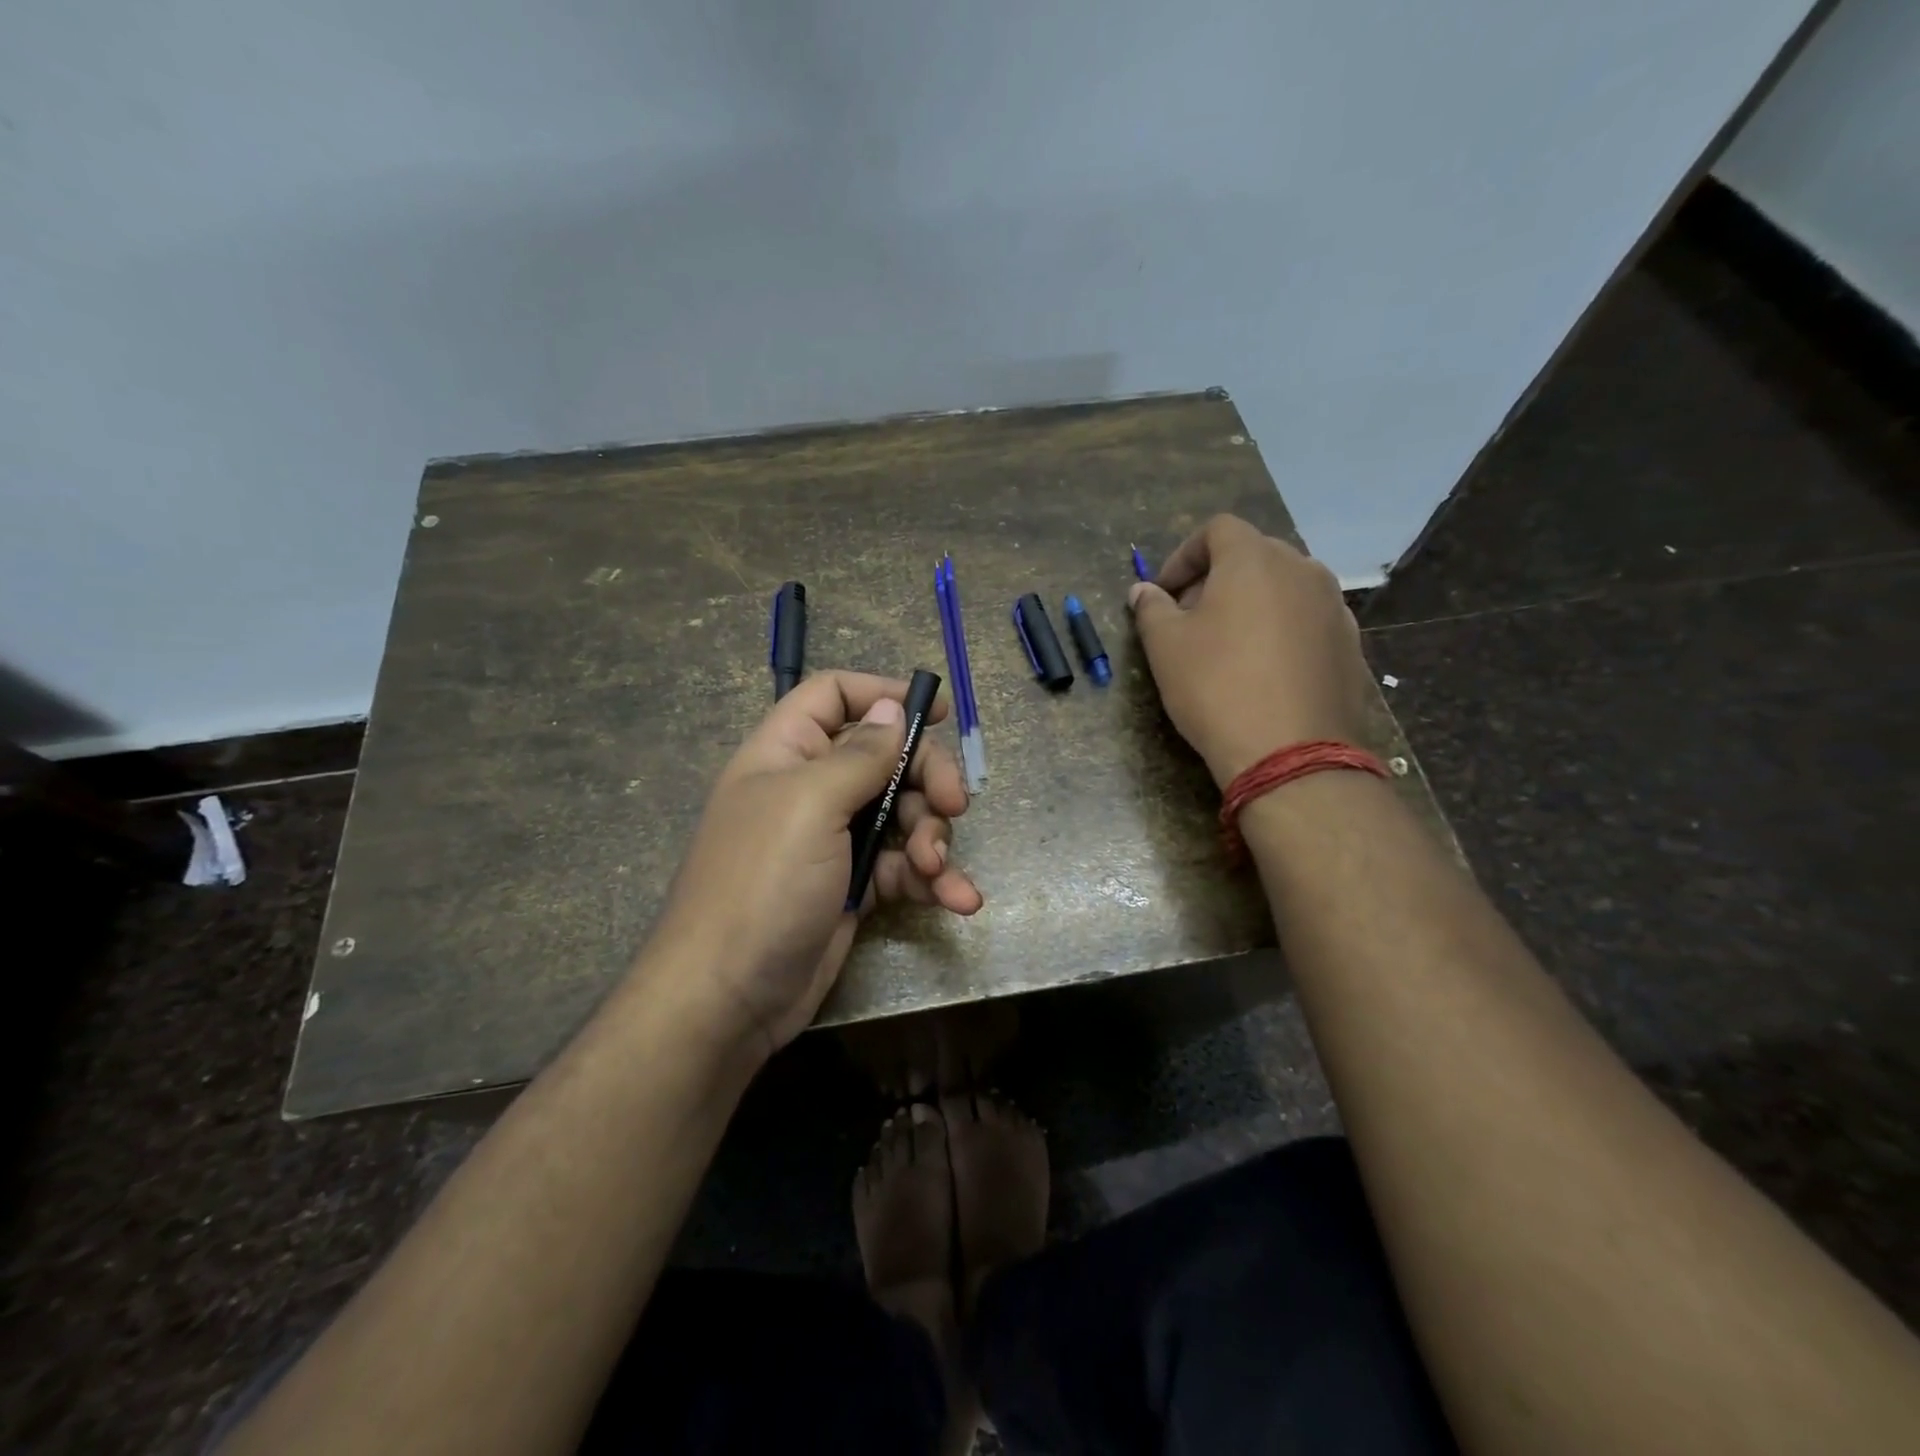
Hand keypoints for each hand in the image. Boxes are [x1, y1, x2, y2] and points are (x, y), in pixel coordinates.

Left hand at [646, 671, 982, 1057]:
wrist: (729, 999)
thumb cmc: (763, 884)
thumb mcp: (810, 805)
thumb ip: (859, 755)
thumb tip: (891, 709)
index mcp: (788, 753)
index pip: (833, 697)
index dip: (883, 695)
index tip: (936, 713)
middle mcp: (813, 788)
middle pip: (886, 757)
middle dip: (927, 778)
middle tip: (955, 804)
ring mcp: (836, 840)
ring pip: (904, 814)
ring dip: (934, 837)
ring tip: (936, 870)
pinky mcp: (857, 885)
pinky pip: (906, 866)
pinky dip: (935, 880)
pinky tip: (959, 900)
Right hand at [1130, 515, 1373, 785]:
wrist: (1290, 753)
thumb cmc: (1216, 687)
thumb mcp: (1165, 647)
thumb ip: (1151, 609)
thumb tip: (1143, 591)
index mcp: (1255, 559)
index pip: (1218, 530)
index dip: (1184, 555)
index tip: (1164, 592)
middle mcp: (1303, 569)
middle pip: (1254, 555)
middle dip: (1216, 579)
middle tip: (1190, 618)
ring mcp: (1334, 607)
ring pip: (1284, 588)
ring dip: (1251, 603)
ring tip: (1228, 645)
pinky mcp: (1351, 645)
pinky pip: (1307, 621)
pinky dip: (1281, 630)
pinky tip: (1264, 670)